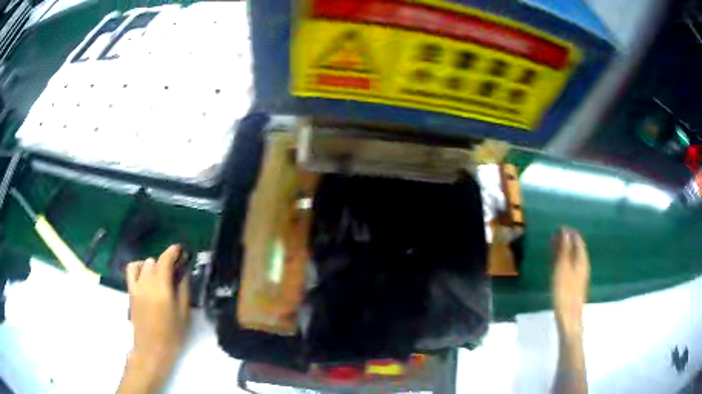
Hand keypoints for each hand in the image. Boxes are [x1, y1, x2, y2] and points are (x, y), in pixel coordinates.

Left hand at [126, 245, 190, 368]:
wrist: (151, 349)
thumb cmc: (172, 335)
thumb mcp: (184, 315)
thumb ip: (183, 291)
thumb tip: (183, 273)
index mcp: (161, 289)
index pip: (165, 261)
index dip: (173, 252)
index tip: (180, 249)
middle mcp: (146, 283)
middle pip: (155, 261)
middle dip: (166, 261)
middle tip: (175, 269)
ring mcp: (136, 286)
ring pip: (143, 264)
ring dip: (153, 265)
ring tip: (161, 274)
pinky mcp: (130, 291)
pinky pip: (131, 270)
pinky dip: (138, 267)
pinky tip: (145, 274)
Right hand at [552, 228, 589, 337]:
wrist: (569, 318)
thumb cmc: (565, 292)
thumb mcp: (563, 269)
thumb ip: (564, 250)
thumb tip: (565, 231)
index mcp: (581, 259)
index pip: (577, 240)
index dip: (569, 233)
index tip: (557, 229)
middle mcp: (583, 265)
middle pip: (576, 249)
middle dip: (566, 241)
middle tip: (553, 238)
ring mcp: (580, 276)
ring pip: (573, 258)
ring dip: (564, 252)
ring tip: (552, 249)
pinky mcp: (575, 285)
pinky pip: (570, 267)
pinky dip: (564, 262)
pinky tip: (556, 266)